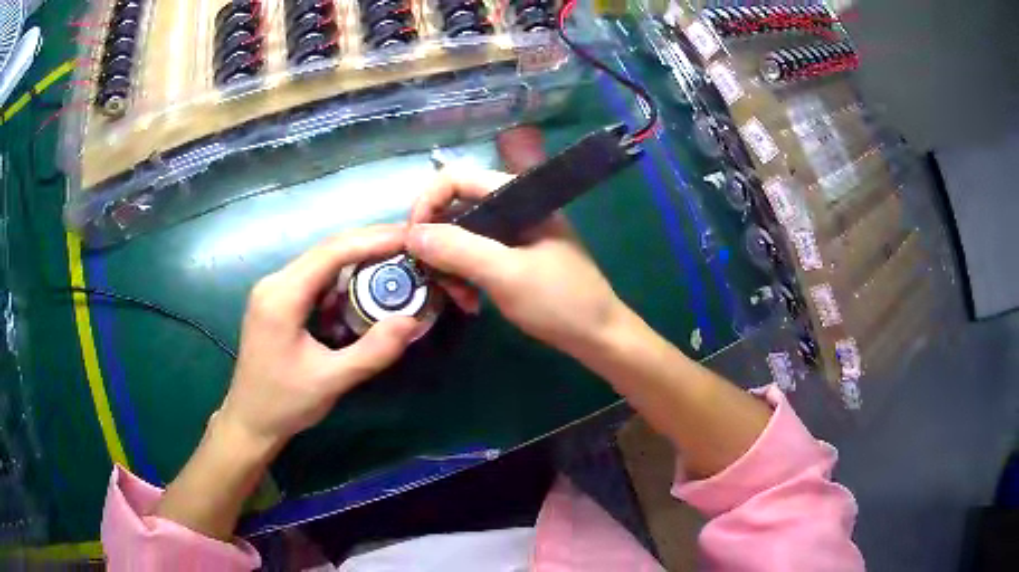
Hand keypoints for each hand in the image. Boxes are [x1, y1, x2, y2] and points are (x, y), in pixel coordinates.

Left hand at [220, 225, 419, 450]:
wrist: (249, 420)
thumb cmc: (284, 403)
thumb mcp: (331, 381)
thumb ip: (372, 351)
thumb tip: (411, 320)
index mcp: (282, 296)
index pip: (332, 252)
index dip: (373, 240)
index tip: (410, 237)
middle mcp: (275, 282)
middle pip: (327, 249)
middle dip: (370, 243)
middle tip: (410, 243)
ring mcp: (274, 290)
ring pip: (322, 262)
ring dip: (358, 259)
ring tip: (395, 261)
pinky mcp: (278, 301)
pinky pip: (315, 279)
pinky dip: (343, 279)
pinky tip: (364, 288)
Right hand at [406, 168, 626, 356]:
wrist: (598, 336)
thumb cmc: (559, 302)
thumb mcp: (505, 274)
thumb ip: (458, 249)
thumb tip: (411, 234)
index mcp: (519, 196)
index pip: (457, 179)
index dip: (428, 202)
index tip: (412, 239)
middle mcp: (513, 207)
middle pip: (456, 208)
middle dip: (439, 243)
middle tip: (435, 278)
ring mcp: (513, 233)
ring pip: (462, 236)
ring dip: (450, 266)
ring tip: (459, 299)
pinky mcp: (512, 256)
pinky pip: (474, 256)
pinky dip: (465, 276)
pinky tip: (470, 302)